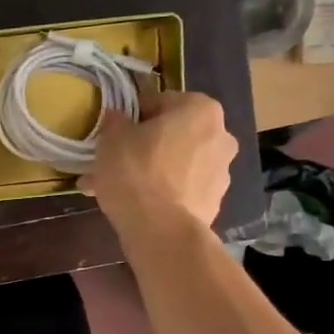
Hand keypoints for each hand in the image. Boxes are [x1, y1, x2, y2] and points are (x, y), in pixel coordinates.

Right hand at [81, 90, 235, 237]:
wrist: (162, 231)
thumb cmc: (137, 173)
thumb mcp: (112, 139)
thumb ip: (115, 121)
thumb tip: (118, 118)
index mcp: (200, 109)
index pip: (157, 102)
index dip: (130, 117)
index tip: (112, 134)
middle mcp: (220, 135)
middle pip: (171, 135)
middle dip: (142, 147)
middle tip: (112, 162)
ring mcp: (221, 172)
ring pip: (175, 164)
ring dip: (150, 171)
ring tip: (115, 190)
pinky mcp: (213, 202)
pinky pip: (180, 190)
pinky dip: (160, 194)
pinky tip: (133, 206)